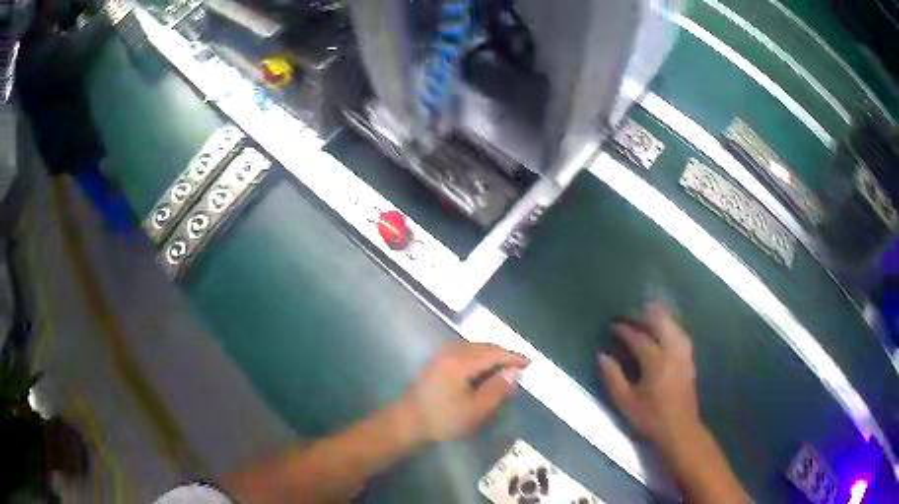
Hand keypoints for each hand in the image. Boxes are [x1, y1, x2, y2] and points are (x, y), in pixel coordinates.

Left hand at [402, 341, 529, 442]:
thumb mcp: (476, 410)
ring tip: (504, 372)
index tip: (530, 363)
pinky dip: (479, 360)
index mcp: (460, 361)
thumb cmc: (443, 419)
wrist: (408, 422)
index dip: (513, 357)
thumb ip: (497, 389)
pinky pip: (465, 353)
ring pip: (474, 349)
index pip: (494, 352)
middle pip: (484, 347)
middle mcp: (451, 351)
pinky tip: (484, 373)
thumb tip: (515, 371)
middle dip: (503, 356)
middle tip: (519, 369)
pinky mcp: (437, 361)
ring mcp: (442, 354)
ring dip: (491, 357)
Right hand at [597, 302, 700, 448]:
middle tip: (632, 316)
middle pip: (661, 323)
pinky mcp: (689, 361)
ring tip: (648, 317)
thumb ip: (613, 376)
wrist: (679, 429)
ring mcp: (684, 355)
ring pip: (674, 326)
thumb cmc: (650, 418)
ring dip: (661, 319)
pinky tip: (666, 331)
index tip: (613, 325)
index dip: (624, 330)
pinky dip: (671, 327)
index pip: (638, 338)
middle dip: (646, 315)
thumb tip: (601, 355)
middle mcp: (672, 352)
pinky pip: (681, 335)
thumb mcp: (625, 401)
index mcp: (655, 361)